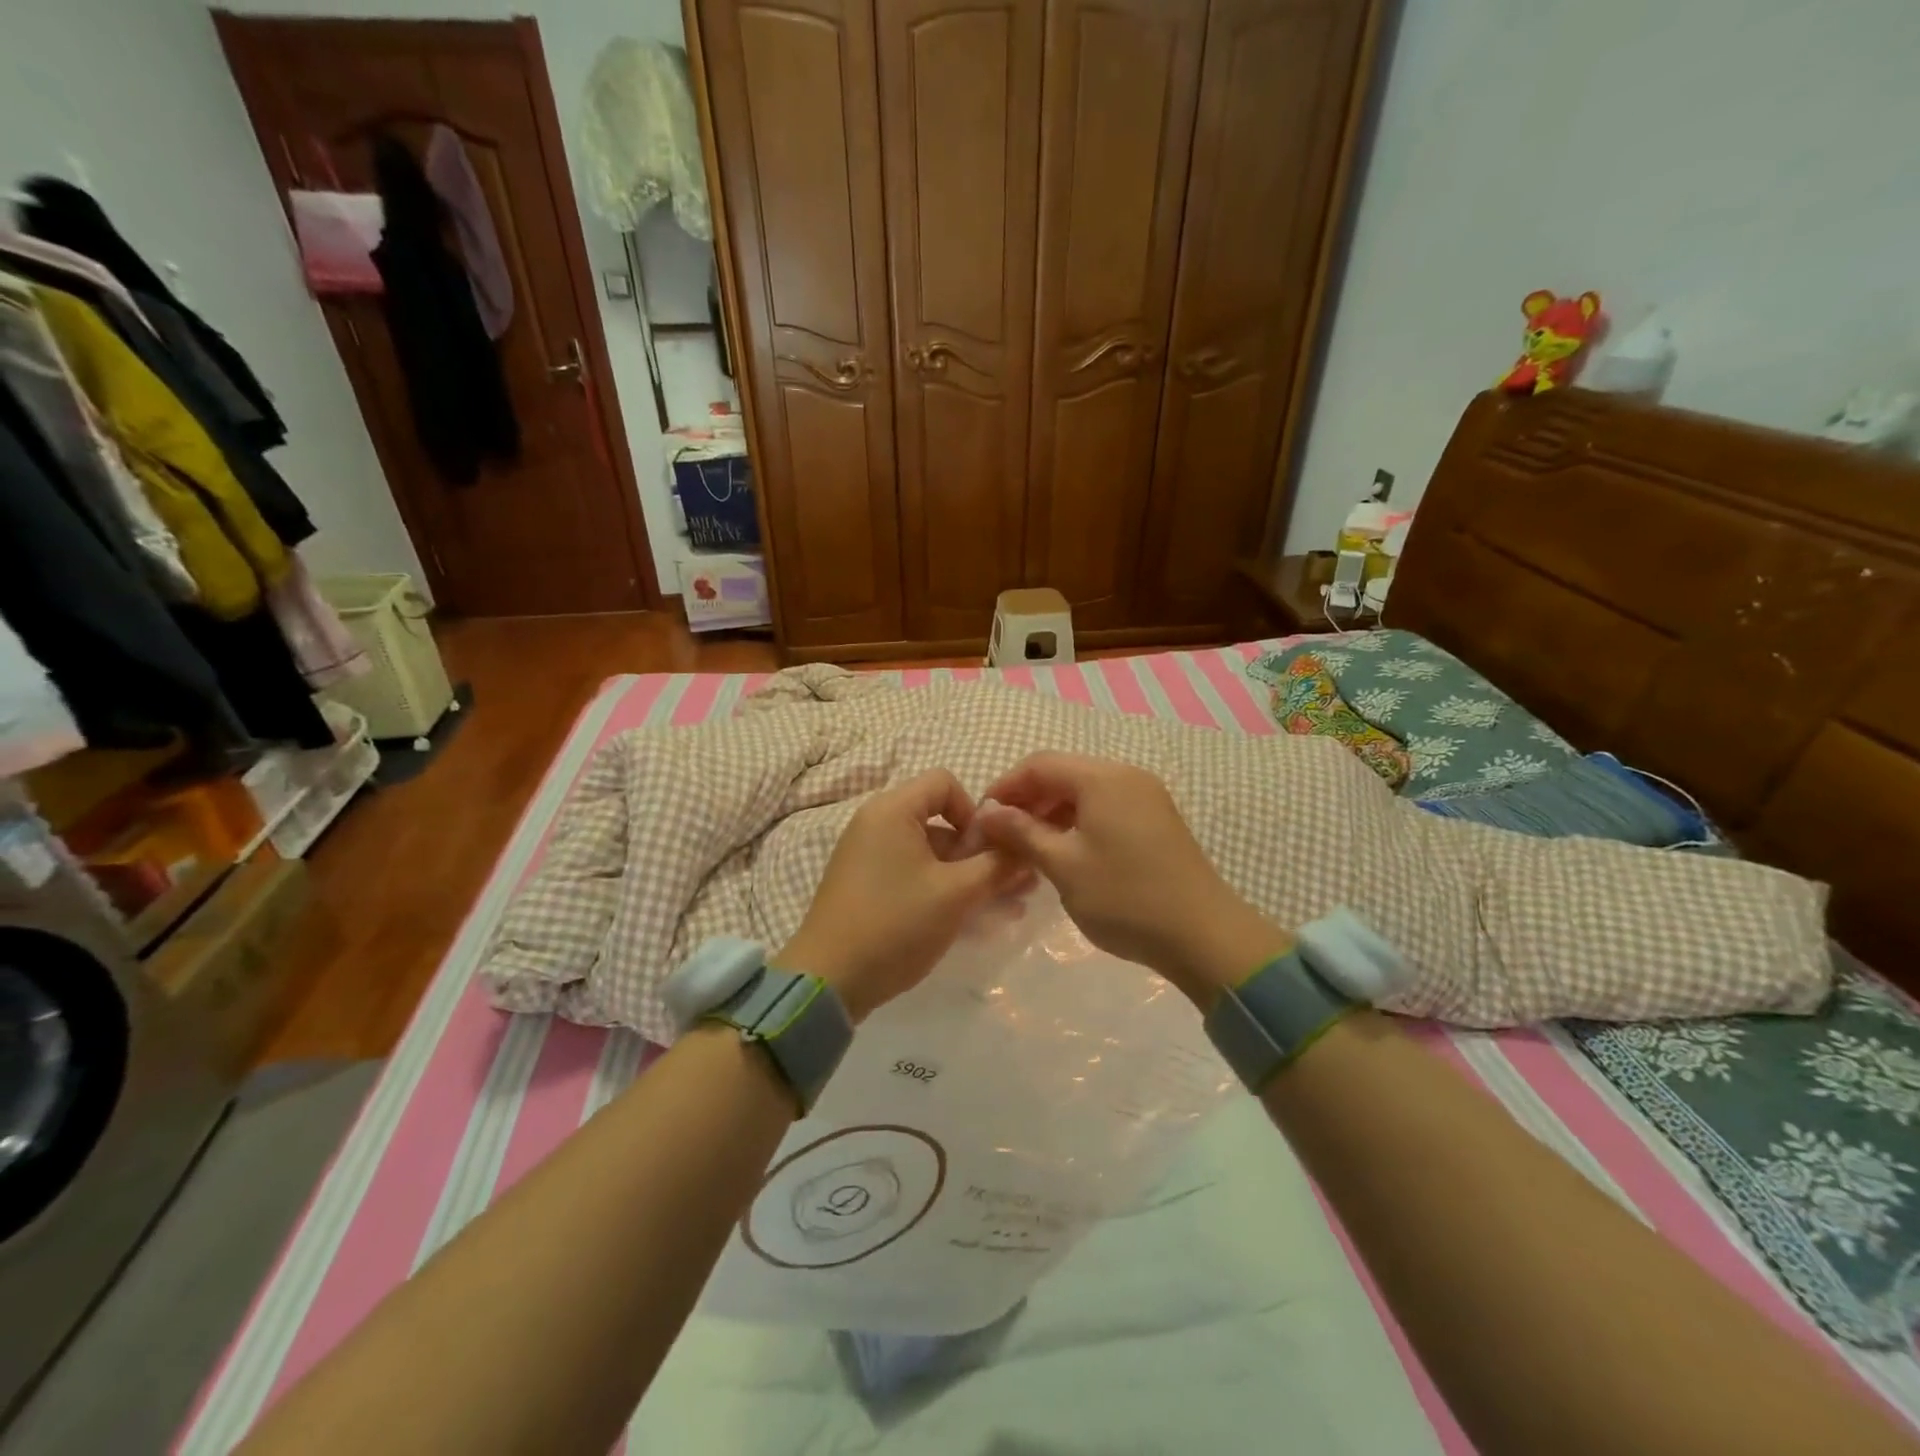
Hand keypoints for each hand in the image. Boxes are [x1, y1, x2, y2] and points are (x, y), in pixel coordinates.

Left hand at [777, 770, 1023, 1021]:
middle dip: (981, 853)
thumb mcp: (956, 894)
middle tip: (1016, 886)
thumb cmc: (895, 924)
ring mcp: (869, 857)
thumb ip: (996, 865)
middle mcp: (877, 824)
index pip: (944, 783)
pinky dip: (943, 891)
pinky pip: (914, 876)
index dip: (975, 810)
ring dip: (969, 877)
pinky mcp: (867, 887)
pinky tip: (975, 922)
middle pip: (941, 822)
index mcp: (892, 810)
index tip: (989, 849)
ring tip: (1007, 909)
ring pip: (932, 855)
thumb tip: (1026, 847)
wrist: (828, 982)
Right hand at [976, 753, 1289, 1007]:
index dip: (1005, 787)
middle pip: (1063, 774)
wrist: (1205, 936)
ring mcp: (1146, 797)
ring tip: (1027, 849)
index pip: (1039, 764)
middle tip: (1001, 837)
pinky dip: (1077, 823)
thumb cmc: (1126, 898)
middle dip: (1027, 801)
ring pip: (1084, 793)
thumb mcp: (1064, 866)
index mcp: (1102, 778)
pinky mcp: (1156, 821)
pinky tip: (1064, 853)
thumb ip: (1022, 833)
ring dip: (1051, 814)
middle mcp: (1126, 776)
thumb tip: (988, 812)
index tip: (981, 819)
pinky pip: (1105, 808)